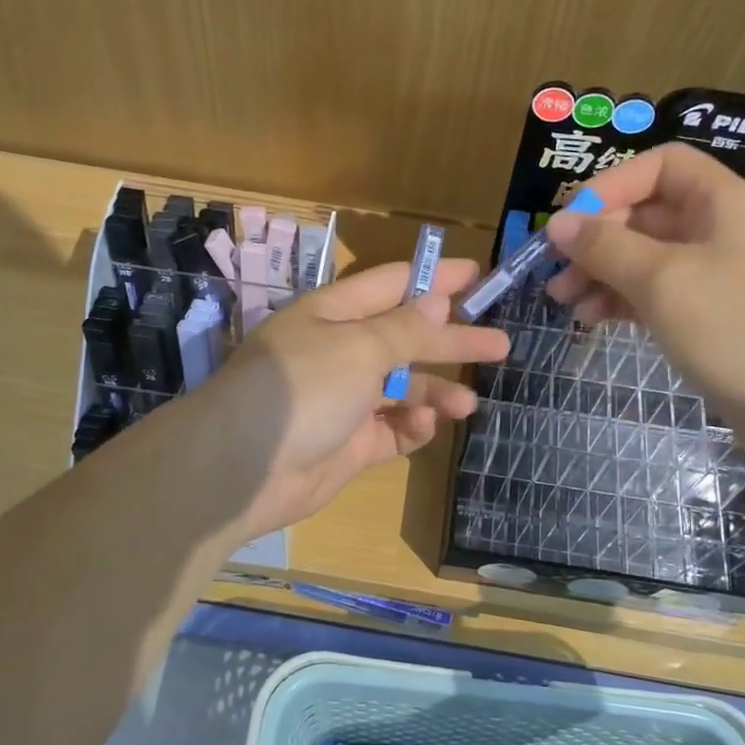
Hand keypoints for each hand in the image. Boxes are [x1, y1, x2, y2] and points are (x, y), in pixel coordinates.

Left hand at [202, 257, 509, 540]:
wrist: (243, 470)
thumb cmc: (301, 390)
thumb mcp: (357, 348)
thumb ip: (404, 328)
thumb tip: (437, 300)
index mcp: (333, 314)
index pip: (393, 285)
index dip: (435, 278)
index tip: (478, 274)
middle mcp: (340, 351)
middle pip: (406, 337)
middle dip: (452, 339)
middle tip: (501, 342)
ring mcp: (345, 399)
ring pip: (403, 387)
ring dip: (436, 390)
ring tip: (467, 402)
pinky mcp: (350, 443)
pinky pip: (392, 428)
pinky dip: (411, 425)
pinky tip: (424, 424)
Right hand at [544, 143, 744, 462]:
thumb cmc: (735, 328)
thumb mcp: (662, 280)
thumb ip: (605, 246)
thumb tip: (557, 223)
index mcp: (721, 202)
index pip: (660, 166)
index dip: (612, 184)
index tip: (571, 220)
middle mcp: (717, 229)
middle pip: (645, 213)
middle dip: (596, 238)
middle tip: (556, 270)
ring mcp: (713, 274)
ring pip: (644, 256)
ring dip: (600, 271)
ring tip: (563, 300)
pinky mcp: (707, 314)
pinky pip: (653, 291)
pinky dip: (620, 299)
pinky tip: (591, 318)